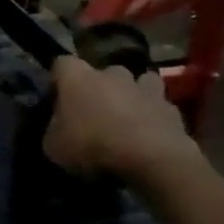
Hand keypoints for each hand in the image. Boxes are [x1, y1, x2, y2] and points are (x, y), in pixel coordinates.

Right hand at [43, 57, 200, 187]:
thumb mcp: (54, 148)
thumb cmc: (94, 146)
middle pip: (101, 73)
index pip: (60, 64)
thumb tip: (57, 129)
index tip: (56, 101)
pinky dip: (153, 117)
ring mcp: (144, 87)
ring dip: (130, 96)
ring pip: (136, 83)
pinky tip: (150, 136)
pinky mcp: (171, 107)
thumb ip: (53, 131)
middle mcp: (110, 73)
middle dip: (98, 89)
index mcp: (77, 76)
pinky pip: (158, 106)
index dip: (58, 81)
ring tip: (127, 119)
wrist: (153, 159)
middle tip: (94, 114)